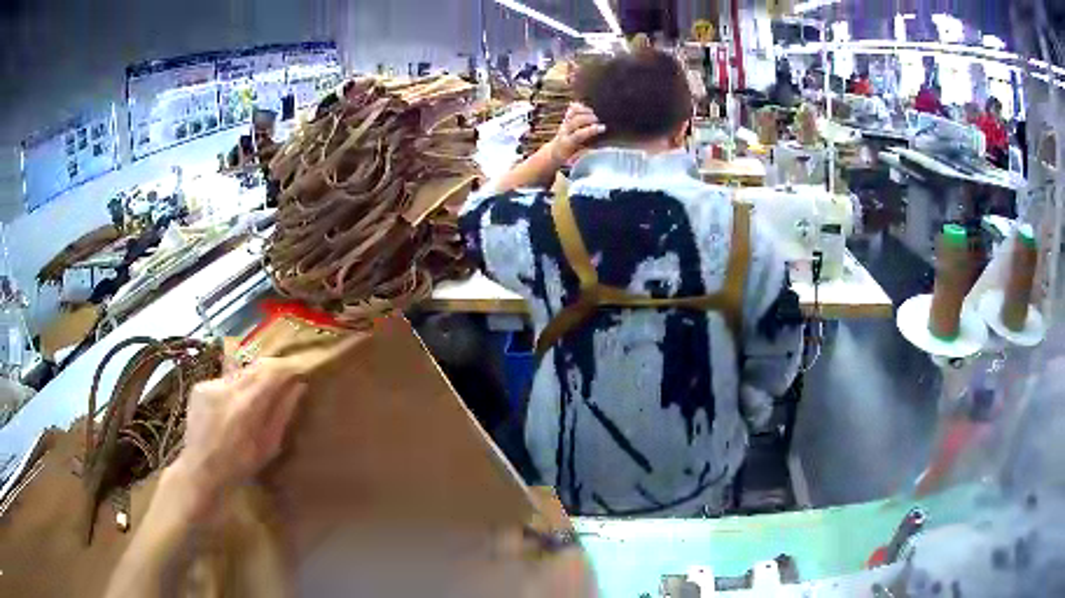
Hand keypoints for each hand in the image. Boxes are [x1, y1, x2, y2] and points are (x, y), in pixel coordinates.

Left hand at [170, 360, 306, 507]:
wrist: (201, 470)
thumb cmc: (239, 465)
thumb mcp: (268, 446)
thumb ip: (283, 413)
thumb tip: (299, 386)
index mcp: (247, 404)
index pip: (271, 371)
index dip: (287, 367)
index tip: (300, 369)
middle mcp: (227, 387)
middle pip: (255, 367)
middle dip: (271, 370)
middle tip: (283, 379)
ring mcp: (210, 385)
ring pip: (239, 373)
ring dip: (250, 381)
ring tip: (254, 398)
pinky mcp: (199, 386)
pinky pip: (223, 381)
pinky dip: (232, 389)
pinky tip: (231, 407)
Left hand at [549, 103, 605, 163]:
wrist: (555, 151)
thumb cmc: (570, 155)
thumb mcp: (579, 156)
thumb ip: (588, 150)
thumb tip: (602, 146)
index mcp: (567, 143)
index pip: (579, 134)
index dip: (592, 130)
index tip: (603, 128)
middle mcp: (564, 131)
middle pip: (576, 120)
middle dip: (589, 118)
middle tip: (597, 120)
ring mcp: (564, 123)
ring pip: (573, 112)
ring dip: (584, 110)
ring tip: (593, 113)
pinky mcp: (565, 118)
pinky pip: (572, 109)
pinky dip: (580, 106)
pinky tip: (587, 109)